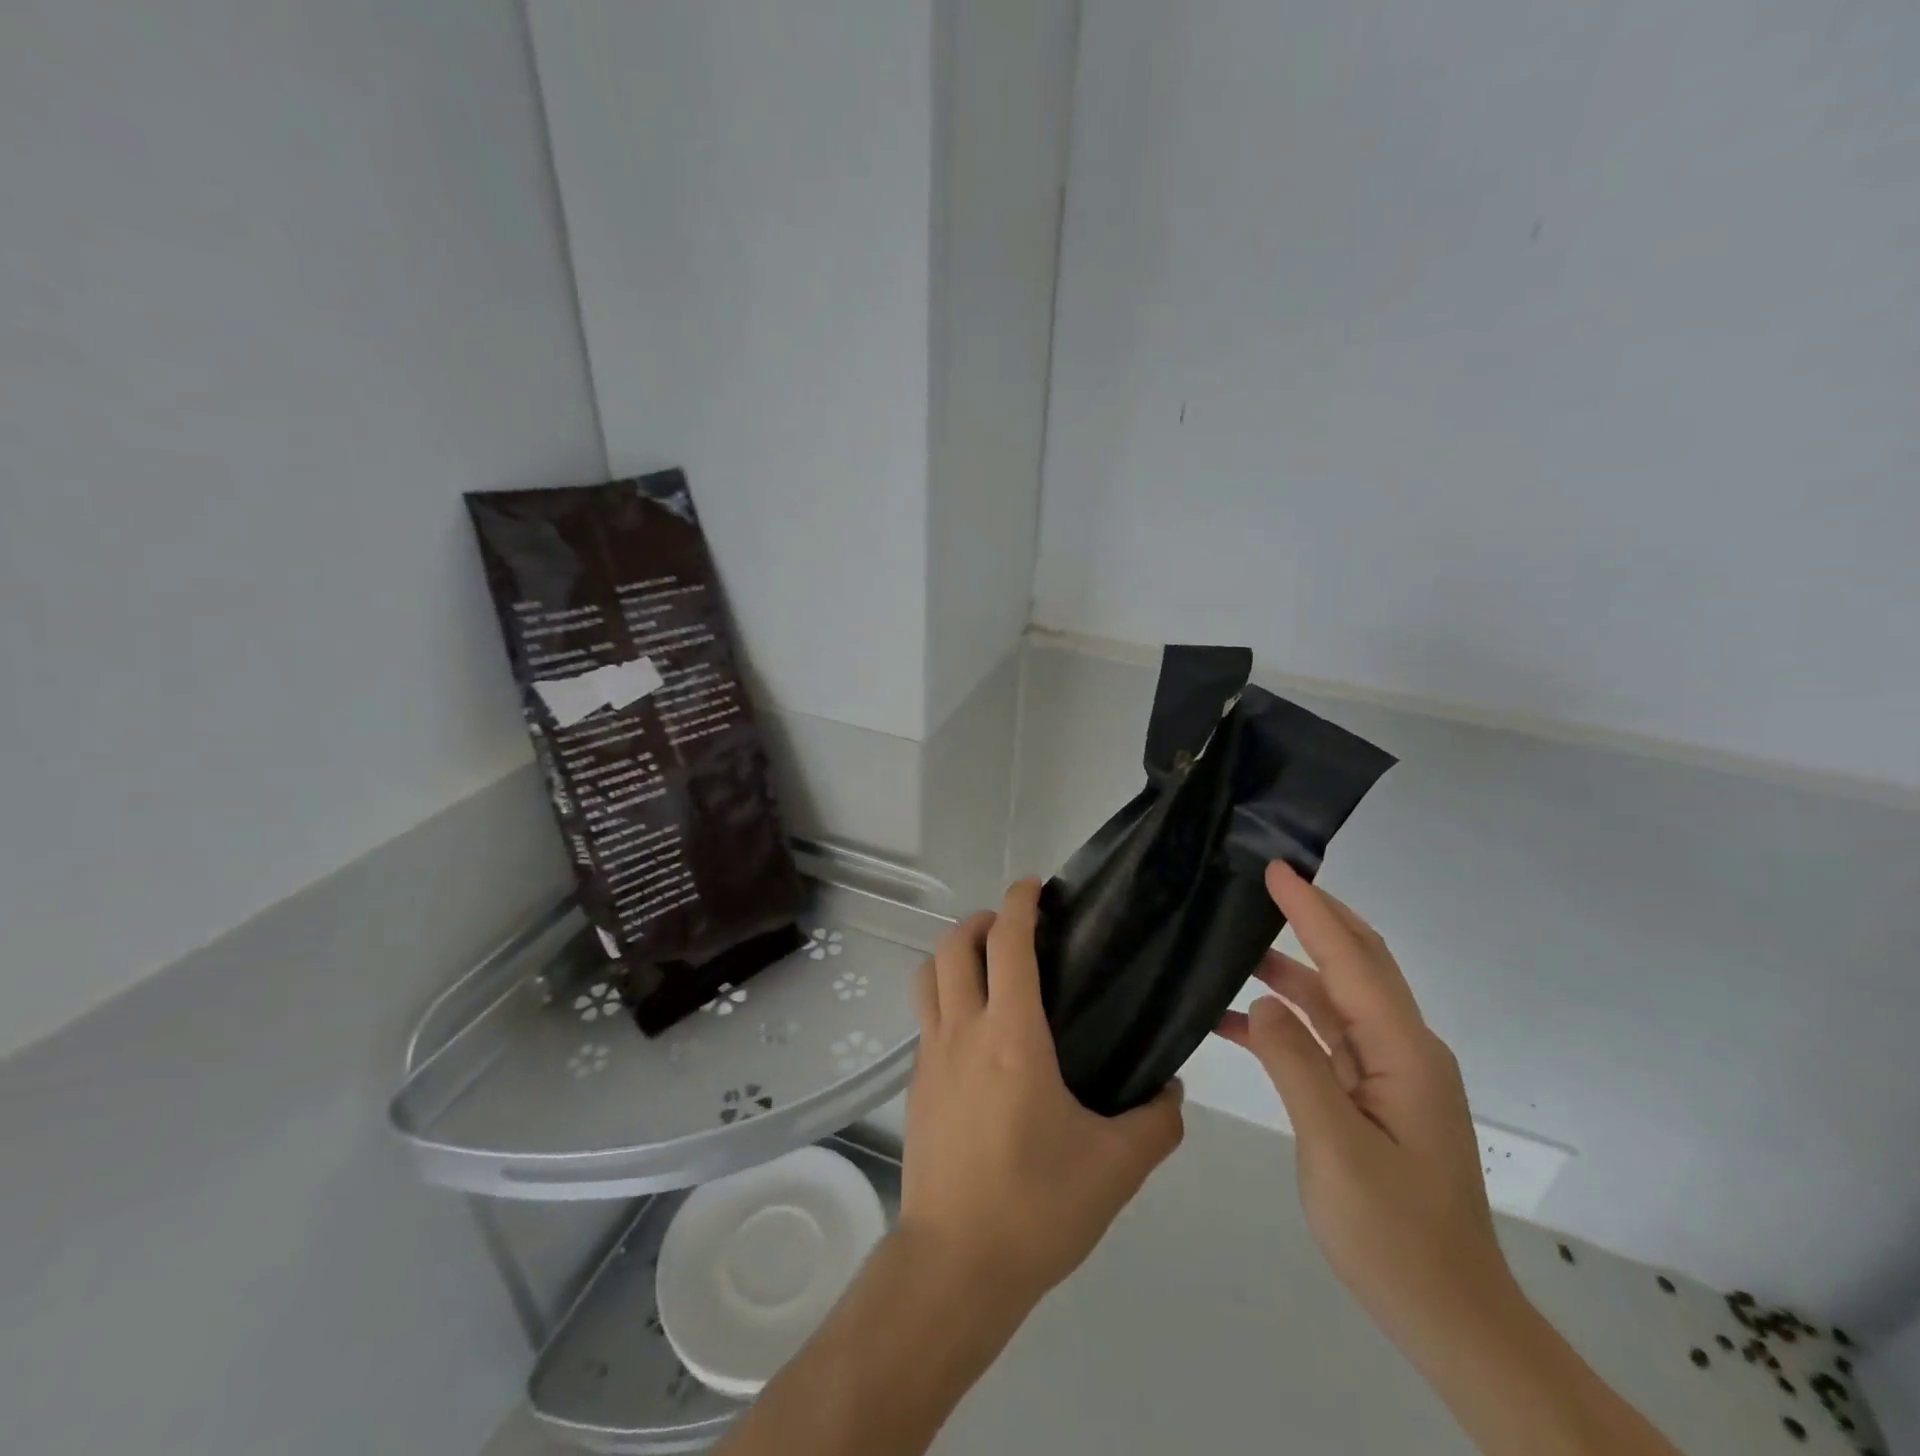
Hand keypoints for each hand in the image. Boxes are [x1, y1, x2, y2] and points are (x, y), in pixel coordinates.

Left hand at [900, 878, 1185, 1312]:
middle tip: (1013, 928)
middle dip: (980, 920)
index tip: (1036, 887)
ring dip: (953, 953)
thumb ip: (1155, 1121)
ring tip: (988, 966)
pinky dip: (944, 996)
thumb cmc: (1036, 1207)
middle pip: (953, 945)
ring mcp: (931, 1055)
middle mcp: (963, 1031)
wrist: (955, 1265)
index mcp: (1012, 1036)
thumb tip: (1170, 1089)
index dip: (1019, 903)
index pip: (1007, 943)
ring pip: (928, 975)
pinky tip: (975, 1031)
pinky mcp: (916, 1084)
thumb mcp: (1116, 1168)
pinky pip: (925, 1017)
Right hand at [1216, 862, 1514, 1351]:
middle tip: (1261, 883)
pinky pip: (1323, 1039)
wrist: (1450, 1318)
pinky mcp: (1371, 1096)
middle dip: (1315, 917)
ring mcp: (1388, 1074)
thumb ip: (1297, 1066)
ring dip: (1289, 968)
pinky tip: (1235, 1019)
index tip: (1275, 868)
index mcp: (1404, 1053)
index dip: (1312, 910)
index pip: (1352, 960)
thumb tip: (1262, 1001)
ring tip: (1233, 943)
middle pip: (1356, 964)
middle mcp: (1402, 1050)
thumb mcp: (1336, 1149)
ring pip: (1334, 999)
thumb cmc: (1395, 1235)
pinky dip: (1284, 1019)